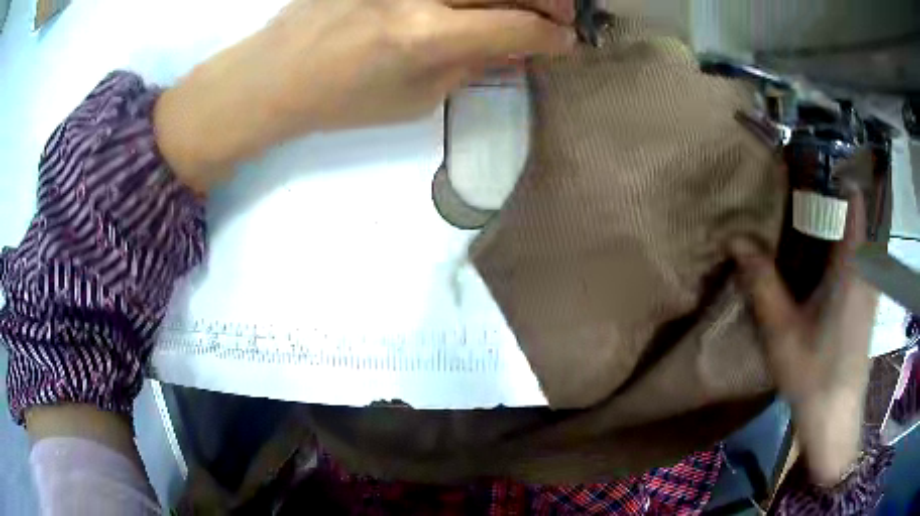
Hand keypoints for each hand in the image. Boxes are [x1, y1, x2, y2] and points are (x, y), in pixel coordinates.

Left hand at [154, 0, 575, 192]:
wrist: (277, 74)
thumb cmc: (343, 100)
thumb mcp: (417, 99)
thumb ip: (473, 66)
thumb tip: (520, 47)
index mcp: (426, 35)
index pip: (517, 25)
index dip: (553, 36)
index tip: (566, 43)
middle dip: (551, 1)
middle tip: (559, 16)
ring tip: (525, 5)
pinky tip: (475, 4)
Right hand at [730, 188, 876, 484]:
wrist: (835, 417)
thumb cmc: (813, 374)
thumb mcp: (781, 331)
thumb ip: (762, 282)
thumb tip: (735, 239)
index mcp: (852, 265)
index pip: (854, 200)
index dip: (836, 174)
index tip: (810, 161)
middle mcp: (867, 268)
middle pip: (855, 215)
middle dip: (831, 196)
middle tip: (800, 187)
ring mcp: (870, 287)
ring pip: (859, 238)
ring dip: (838, 222)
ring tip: (808, 217)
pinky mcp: (867, 304)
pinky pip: (860, 259)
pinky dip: (844, 247)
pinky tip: (823, 261)